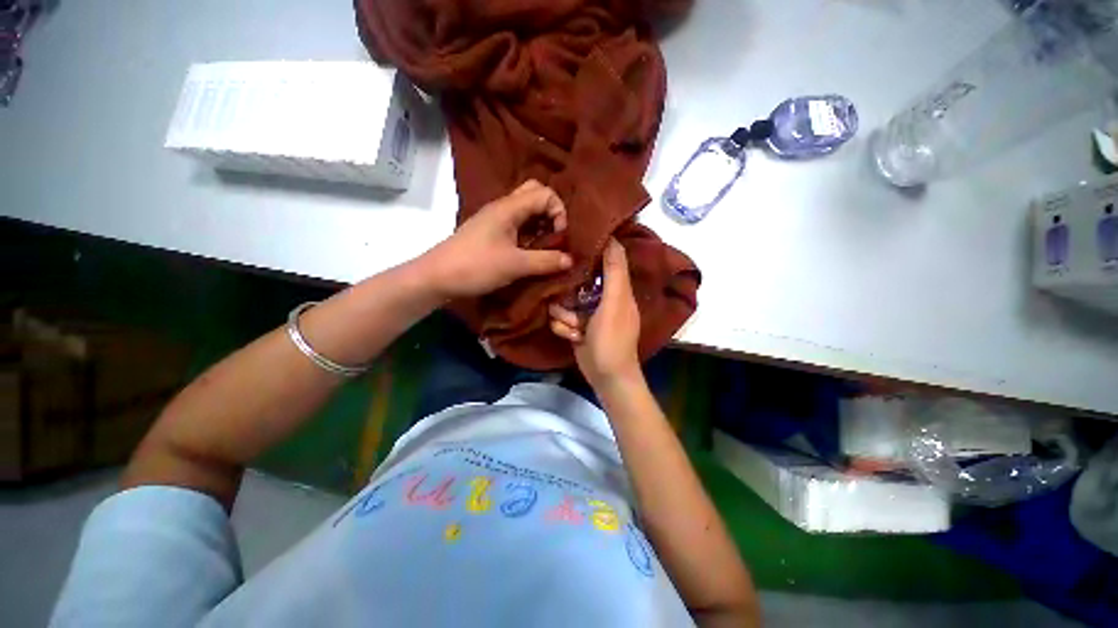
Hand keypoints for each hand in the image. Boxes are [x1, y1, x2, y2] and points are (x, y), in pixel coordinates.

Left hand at [419, 180, 572, 298]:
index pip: (544, 193)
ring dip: (540, 224)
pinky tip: (531, 252)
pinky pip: (516, 225)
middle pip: (534, 194)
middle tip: (554, 235)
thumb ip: (545, 261)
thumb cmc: (476, 266)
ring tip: (546, 247)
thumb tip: (570, 260)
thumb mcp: (515, 265)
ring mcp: (495, 220)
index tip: (560, 236)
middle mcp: (503, 208)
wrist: (437, 277)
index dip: (559, 211)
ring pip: (525, 210)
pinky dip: (529, 234)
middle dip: (550, 212)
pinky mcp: (490, 233)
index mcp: (509, 207)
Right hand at [549, 238, 641, 389]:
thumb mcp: (615, 303)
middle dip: (568, 293)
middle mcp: (601, 297)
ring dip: (565, 316)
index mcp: (617, 289)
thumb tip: (613, 238)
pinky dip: (564, 329)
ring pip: (563, 301)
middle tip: (568, 300)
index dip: (591, 249)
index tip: (572, 242)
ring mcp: (586, 313)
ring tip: (576, 328)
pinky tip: (574, 337)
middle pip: (576, 280)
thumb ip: (614, 272)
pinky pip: (560, 318)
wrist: (605, 376)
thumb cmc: (613, 338)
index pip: (605, 259)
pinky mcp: (575, 327)